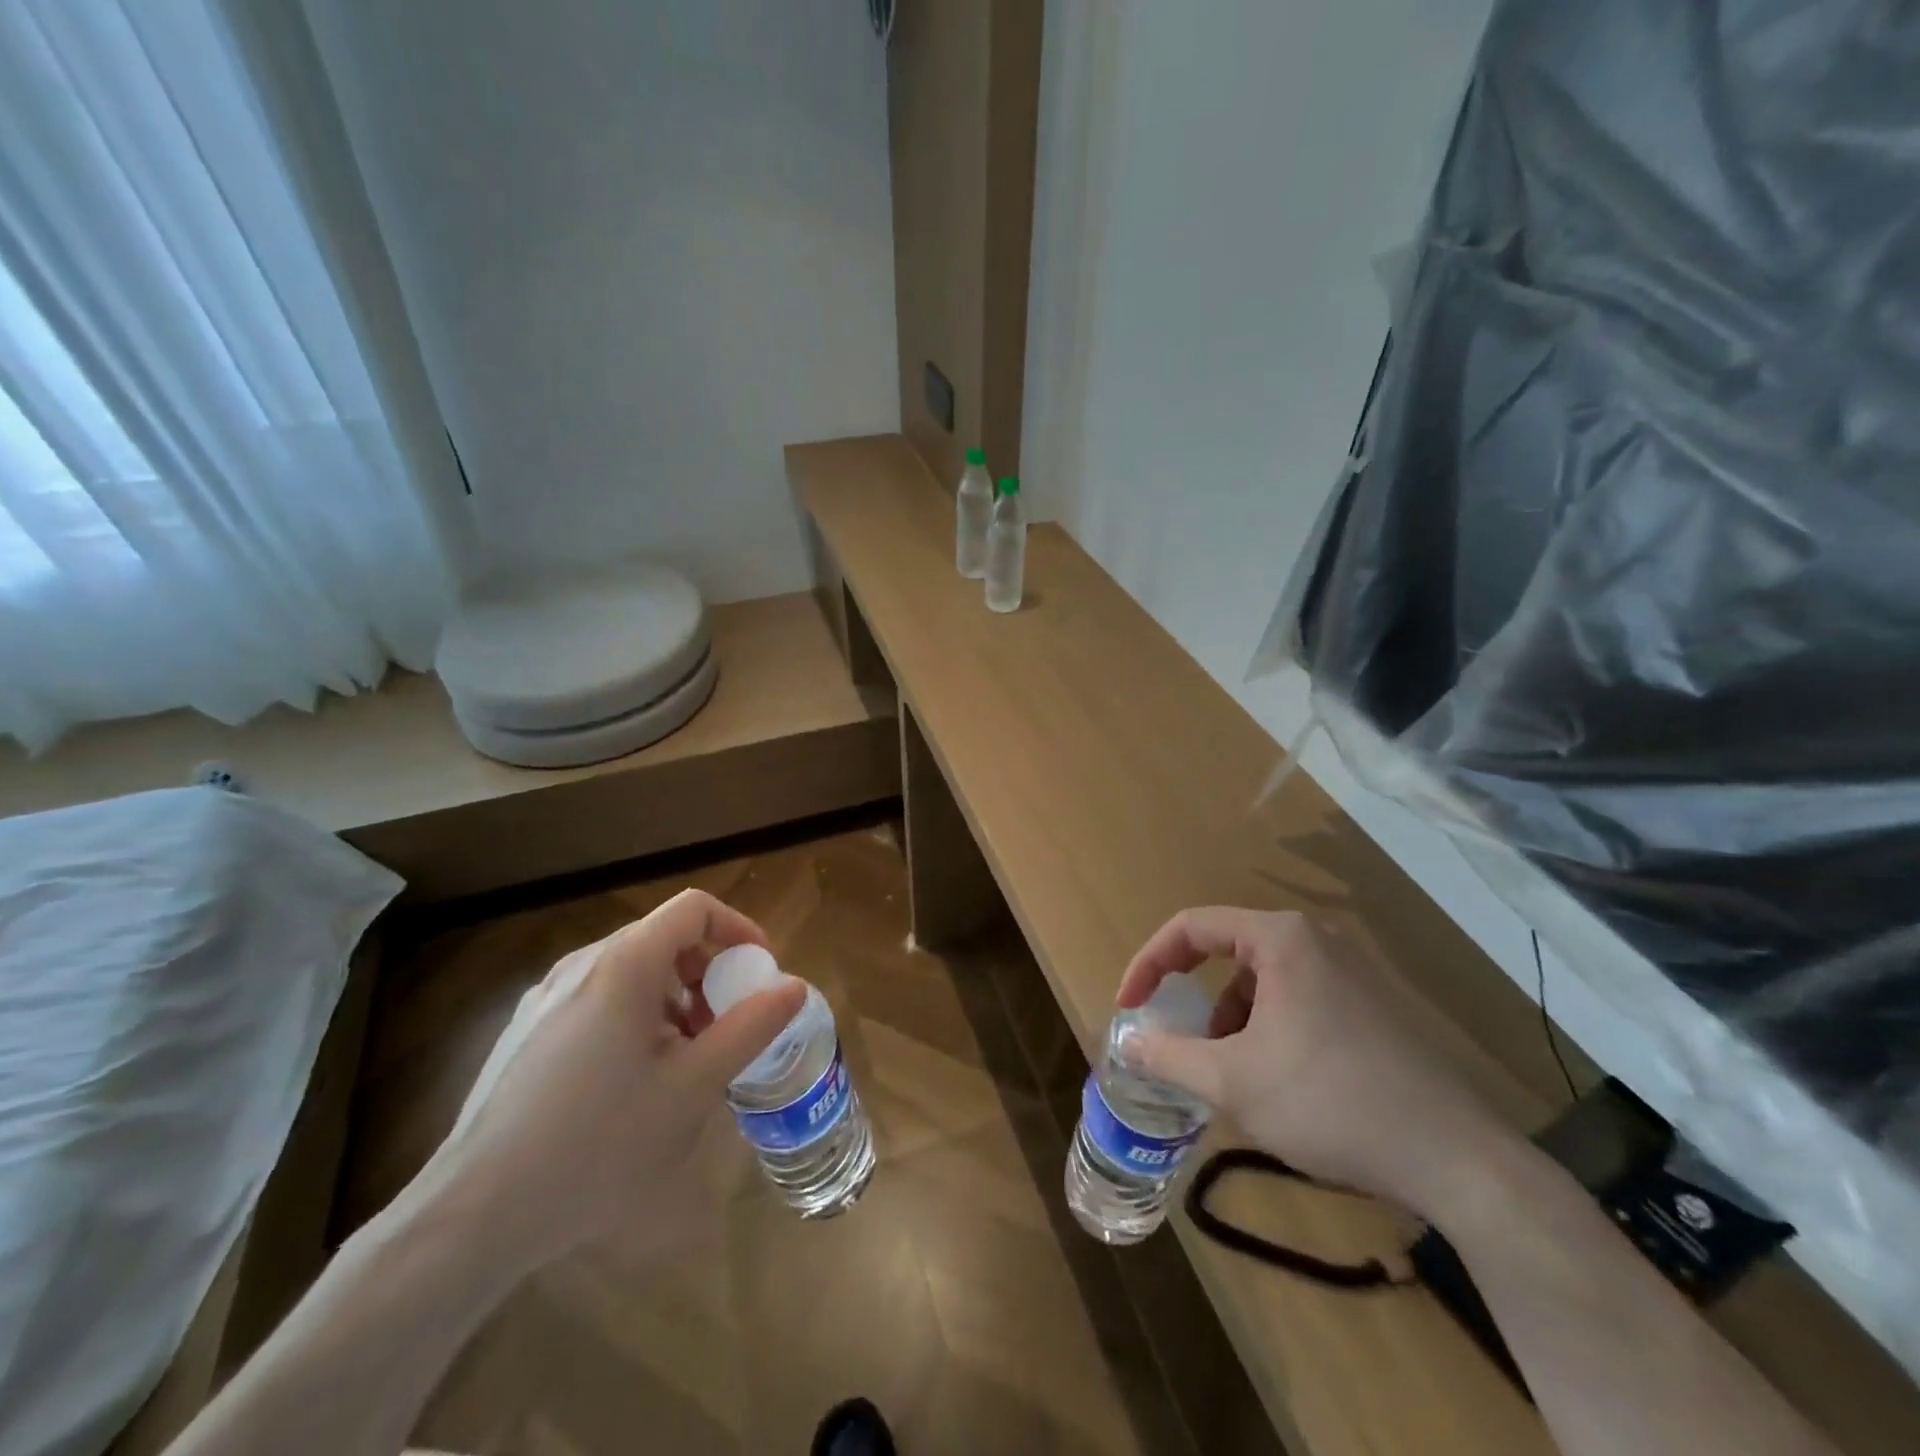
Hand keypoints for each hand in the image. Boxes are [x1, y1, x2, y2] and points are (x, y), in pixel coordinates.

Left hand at [410, 889, 805, 1269]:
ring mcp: (547, 996)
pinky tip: (632, 1082)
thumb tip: (793, 986)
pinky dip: (636, 1016)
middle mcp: (583, 964)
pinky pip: (598, 998)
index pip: (694, 908)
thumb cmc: (600, 1142)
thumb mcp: (694, 1086)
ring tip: (684, 1061)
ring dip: (674, 999)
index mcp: (625, 963)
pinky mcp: (526, 1030)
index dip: (736, 928)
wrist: (477, 1212)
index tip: (758, 971)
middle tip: (726, 1027)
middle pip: (664, 939)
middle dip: (708, 973)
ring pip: (631, 971)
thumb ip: (751, 1028)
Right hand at [1117, 907, 1513, 1219]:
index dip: (1149, 962)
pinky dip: (1269, 1029)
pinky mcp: (1373, 1005)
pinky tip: (1279, 1082)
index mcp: (1280, 939)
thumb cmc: (1330, 1103)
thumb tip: (1127, 1044)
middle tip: (1180, 1043)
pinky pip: (1298, 1000)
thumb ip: (1168, 1056)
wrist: (1457, 1159)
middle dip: (1195, 998)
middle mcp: (1316, 940)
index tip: (1130, 1006)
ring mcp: (1351, 971)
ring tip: (1231, 1074)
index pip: (1191, 927)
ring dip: (1232, 1019)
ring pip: (1263, 981)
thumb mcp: (1232, 1082)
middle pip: (1227, 952)